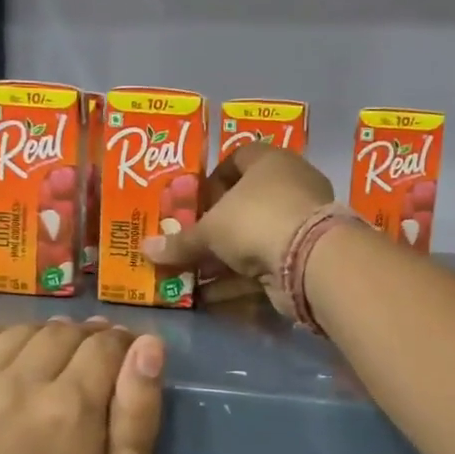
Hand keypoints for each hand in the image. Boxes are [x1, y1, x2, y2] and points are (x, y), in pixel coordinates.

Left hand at [0, 320, 163, 453]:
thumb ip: (140, 409)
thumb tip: (149, 345)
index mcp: (70, 408)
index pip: (105, 344)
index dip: (124, 345)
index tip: (128, 360)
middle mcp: (19, 386)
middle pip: (65, 331)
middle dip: (89, 339)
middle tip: (97, 366)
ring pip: (24, 331)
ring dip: (49, 337)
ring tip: (59, 364)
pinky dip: (6, 339)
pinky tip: (18, 361)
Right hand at [142, 141, 332, 315]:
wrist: (310, 260)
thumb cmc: (255, 220)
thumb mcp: (210, 230)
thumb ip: (179, 242)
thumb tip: (145, 250)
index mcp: (269, 161)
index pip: (237, 158)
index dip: (212, 178)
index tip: (193, 203)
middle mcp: (288, 185)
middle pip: (245, 202)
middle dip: (215, 225)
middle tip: (189, 241)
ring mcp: (299, 222)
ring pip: (253, 237)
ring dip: (224, 256)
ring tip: (192, 272)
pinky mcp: (303, 256)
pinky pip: (264, 264)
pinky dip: (238, 279)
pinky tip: (210, 296)